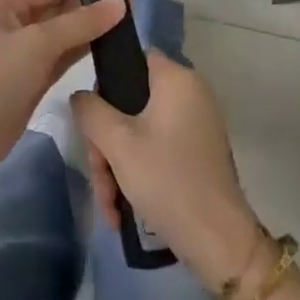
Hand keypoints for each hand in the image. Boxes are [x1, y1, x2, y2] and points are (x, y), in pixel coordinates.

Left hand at [0, 0, 124, 207]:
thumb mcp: (37, 44)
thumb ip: (80, 23)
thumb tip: (120, 3)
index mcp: (4, 4)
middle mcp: (13, 22)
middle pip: (58, 7)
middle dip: (92, 5)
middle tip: (134, 3)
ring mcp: (22, 52)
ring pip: (63, 33)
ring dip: (91, 29)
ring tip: (130, 22)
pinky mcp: (31, 78)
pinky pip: (62, 56)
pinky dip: (83, 51)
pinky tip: (111, 47)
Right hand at [72, 51, 262, 285]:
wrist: (218, 240)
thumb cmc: (166, 179)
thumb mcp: (118, 143)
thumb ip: (91, 111)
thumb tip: (81, 97)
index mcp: (177, 79)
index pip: (133, 58)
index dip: (106, 82)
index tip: (91, 118)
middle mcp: (190, 94)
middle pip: (131, 103)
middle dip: (107, 143)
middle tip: (98, 176)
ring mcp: (196, 125)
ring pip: (139, 132)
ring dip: (117, 166)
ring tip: (109, 206)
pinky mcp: (196, 153)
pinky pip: (156, 150)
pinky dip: (137, 174)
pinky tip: (122, 210)